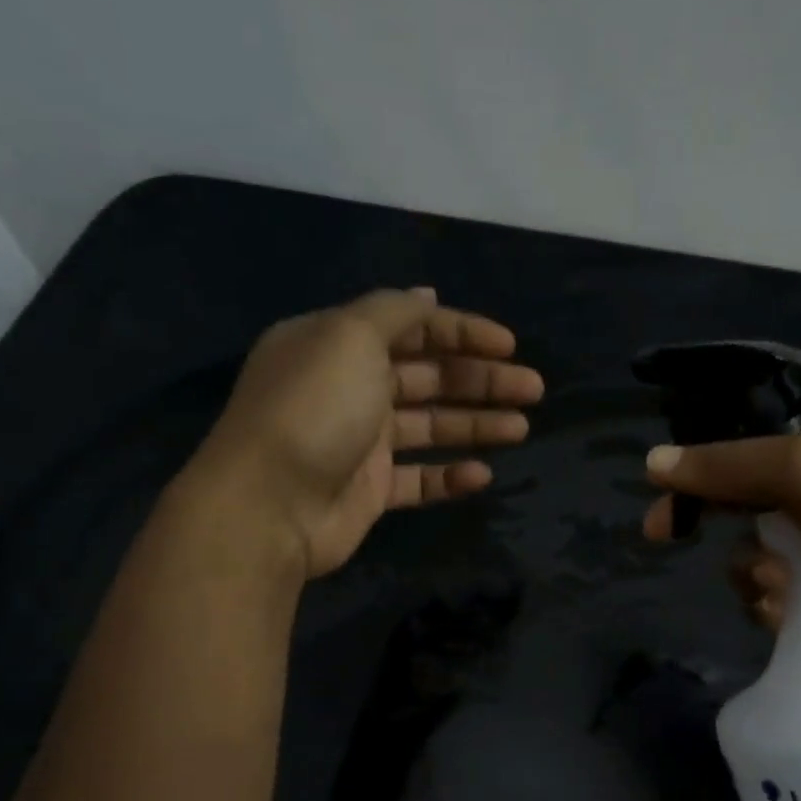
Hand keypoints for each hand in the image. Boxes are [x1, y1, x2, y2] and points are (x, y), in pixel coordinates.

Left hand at [187, 288, 542, 577]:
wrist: (268, 505)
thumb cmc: (314, 409)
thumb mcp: (350, 336)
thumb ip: (394, 312)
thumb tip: (428, 295)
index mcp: (339, 344)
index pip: (412, 327)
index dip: (463, 332)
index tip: (509, 346)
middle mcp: (350, 388)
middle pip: (429, 377)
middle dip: (482, 379)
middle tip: (532, 388)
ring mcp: (361, 442)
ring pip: (431, 426)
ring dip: (477, 423)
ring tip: (521, 427)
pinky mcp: (370, 490)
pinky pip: (419, 478)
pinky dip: (450, 475)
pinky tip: (482, 474)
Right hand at [644, 396, 800, 663]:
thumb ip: (728, 464)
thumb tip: (655, 461)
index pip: (753, 431)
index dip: (704, 460)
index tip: (664, 493)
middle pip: (751, 493)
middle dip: (726, 523)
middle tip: (670, 538)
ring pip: (765, 546)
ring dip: (753, 570)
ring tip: (778, 590)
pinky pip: (791, 586)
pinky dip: (779, 599)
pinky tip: (789, 613)